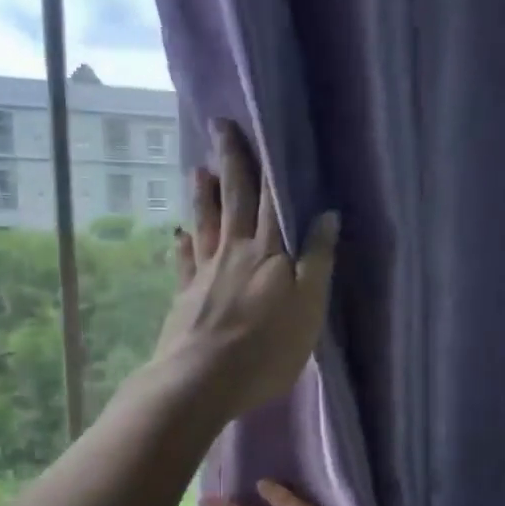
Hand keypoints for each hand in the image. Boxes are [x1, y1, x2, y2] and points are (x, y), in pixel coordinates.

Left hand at [149, 120, 337, 423]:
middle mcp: (235, 252)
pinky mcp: (185, 296)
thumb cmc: (265, 349)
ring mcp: (205, 273)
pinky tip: (179, 235)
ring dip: (203, 195)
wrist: (202, 379)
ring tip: (198, 169)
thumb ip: (316, 261)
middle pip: (234, 199)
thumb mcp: (308, 308)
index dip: (266, 164)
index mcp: (269, 252)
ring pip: (206, 223)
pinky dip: (183, 245)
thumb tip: (326, 214)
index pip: (271, 199)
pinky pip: (184, 262)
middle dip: (230, 161)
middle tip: (219, 126)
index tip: (256, 126)